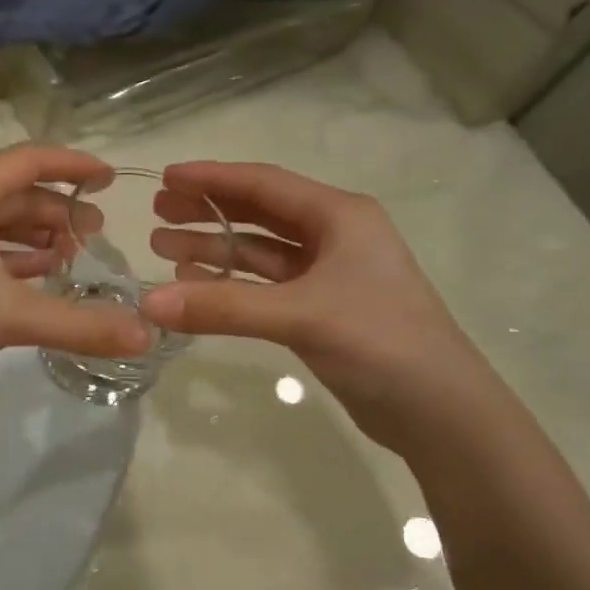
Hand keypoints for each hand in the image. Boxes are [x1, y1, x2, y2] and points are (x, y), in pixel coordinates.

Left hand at [0, 146, 150, 400]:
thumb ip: (80, 323)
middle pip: (10, 192)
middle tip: (94, 238)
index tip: (109, 179)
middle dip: (56, 214)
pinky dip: (1, 255)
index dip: (74, 166)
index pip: (30, 160)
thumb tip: (144, 335)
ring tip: (69, 260)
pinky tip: (27, 278)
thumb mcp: (11, 315)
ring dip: (29, 237)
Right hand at [141, 162, 494, 452]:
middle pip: (260, 212)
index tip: (165, 177)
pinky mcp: (322, 310)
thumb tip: (149, 304)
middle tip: (157, 212)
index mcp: (340, 216)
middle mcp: (335, 236)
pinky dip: (233, 283)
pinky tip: (198, 284)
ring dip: (215, 248)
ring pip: (260, 251)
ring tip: (163, 248)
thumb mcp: (300, 316)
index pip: (264, 183)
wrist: (440, 412)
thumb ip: (223, 307)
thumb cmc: (380, 342)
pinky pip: (266, 285)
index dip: (212, 178)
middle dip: (208, 210)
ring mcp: (329, 275)